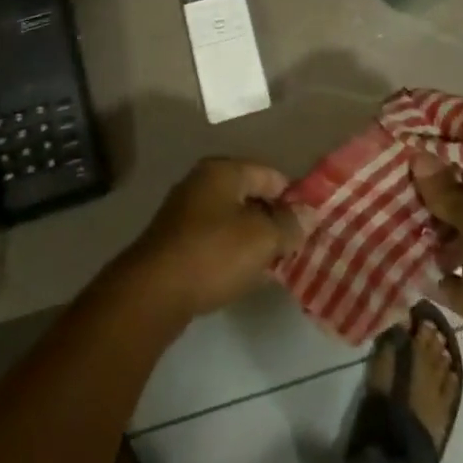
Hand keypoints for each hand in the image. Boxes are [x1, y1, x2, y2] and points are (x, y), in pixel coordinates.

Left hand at [120, 158, 305, 320]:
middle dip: (272, 219)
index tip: (309, 224)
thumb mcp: (262, 239)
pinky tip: (244, 275)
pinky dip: (232, 252)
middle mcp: (202, 182)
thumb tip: (305, 216)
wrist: (153, 292)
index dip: (292, 197)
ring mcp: (185, 212)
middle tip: (293, 246)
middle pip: (249, 195)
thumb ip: (288, 225)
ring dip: (253, 239)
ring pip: (232, 219)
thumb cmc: (213, 254)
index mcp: (223, 170)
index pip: (269, 174)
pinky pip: (214, 239)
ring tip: (273, 264)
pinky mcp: (175, 241)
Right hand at [413, 154, 462, 412]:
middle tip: (389, 179)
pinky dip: (426, 268)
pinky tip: (397, 254)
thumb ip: (449, 191)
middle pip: (459, 201)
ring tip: (386, 212)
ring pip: (450, 237)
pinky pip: (445, 275)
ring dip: (424, 229)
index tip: (410, 147)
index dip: (446, 157)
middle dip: (428, 194)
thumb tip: (418, 156)